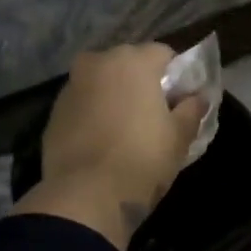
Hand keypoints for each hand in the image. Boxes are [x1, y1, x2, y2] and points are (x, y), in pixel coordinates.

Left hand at [14, 43, 207, 250]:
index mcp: (132, 61)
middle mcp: (98, 63)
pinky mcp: (53, 113)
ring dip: (115, 98)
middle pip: (128, 64)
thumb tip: (197, 98)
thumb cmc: (142, 159)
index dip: (177, 76)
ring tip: (127, 130)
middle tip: (155, 115)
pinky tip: (103, 142)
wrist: (85, 196)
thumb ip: (192, 110)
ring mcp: (71, 87)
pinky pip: (83, 105)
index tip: (182, 101)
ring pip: (102, 83)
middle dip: (142, 83)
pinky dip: (94, 115)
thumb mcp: (179, 137)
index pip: (163, 54)